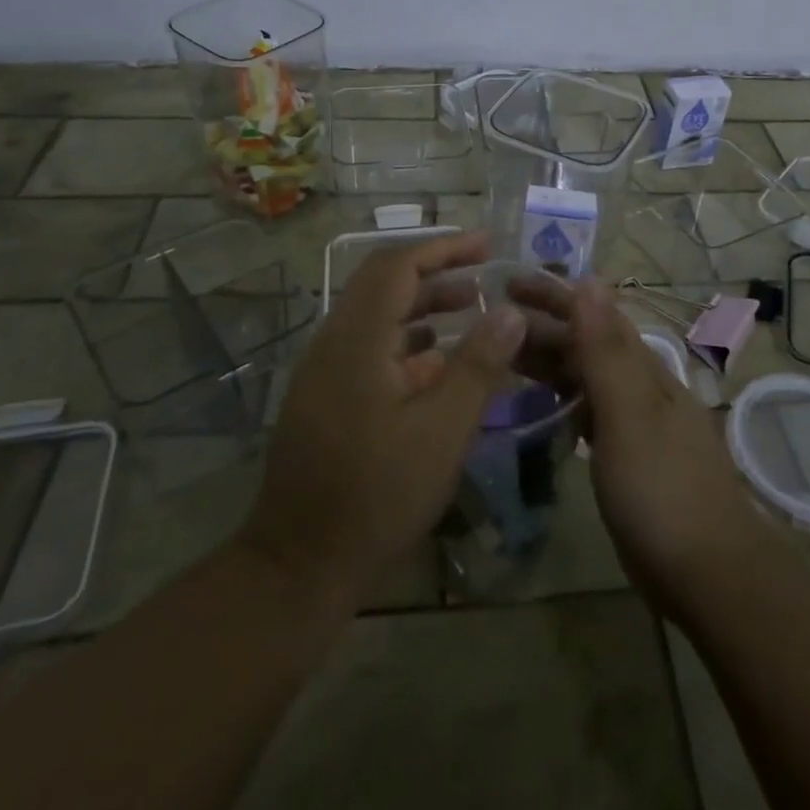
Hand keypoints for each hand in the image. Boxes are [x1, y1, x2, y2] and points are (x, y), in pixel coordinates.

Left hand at [238, 230, 525, 604]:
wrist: (298, 564)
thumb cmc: (377, 494)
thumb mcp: (442, 431)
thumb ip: (478, 365)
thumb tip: (511, 312)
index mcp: (357, 340)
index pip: (398, 266)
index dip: (444, 248)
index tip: (487, 245)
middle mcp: (334, 342)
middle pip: (383, 283)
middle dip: (435, 270)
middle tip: (484, 271)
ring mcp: (325, 370)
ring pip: (376, 315)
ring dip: (422, 304)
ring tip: (471, 307)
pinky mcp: (325, 396)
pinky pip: (369, 346)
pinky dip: (407, 339)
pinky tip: (438, 360)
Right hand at [508, 274, 777, 610]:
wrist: (710, 574)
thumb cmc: (662, 490)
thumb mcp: (629, 414)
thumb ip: (606, 351)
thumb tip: (589, 280)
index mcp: (643, 369)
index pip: (594, 315)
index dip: (554, 295)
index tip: (510, 281)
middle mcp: (641, 387)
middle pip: (588, 344)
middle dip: (544, 326)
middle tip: (492, 319)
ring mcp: (637, 424)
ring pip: (587, 378)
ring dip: (549, 361)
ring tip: (505, 356)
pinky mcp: (629, 458)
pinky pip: (589, 412)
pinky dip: (563, 400)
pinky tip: (542, 408)